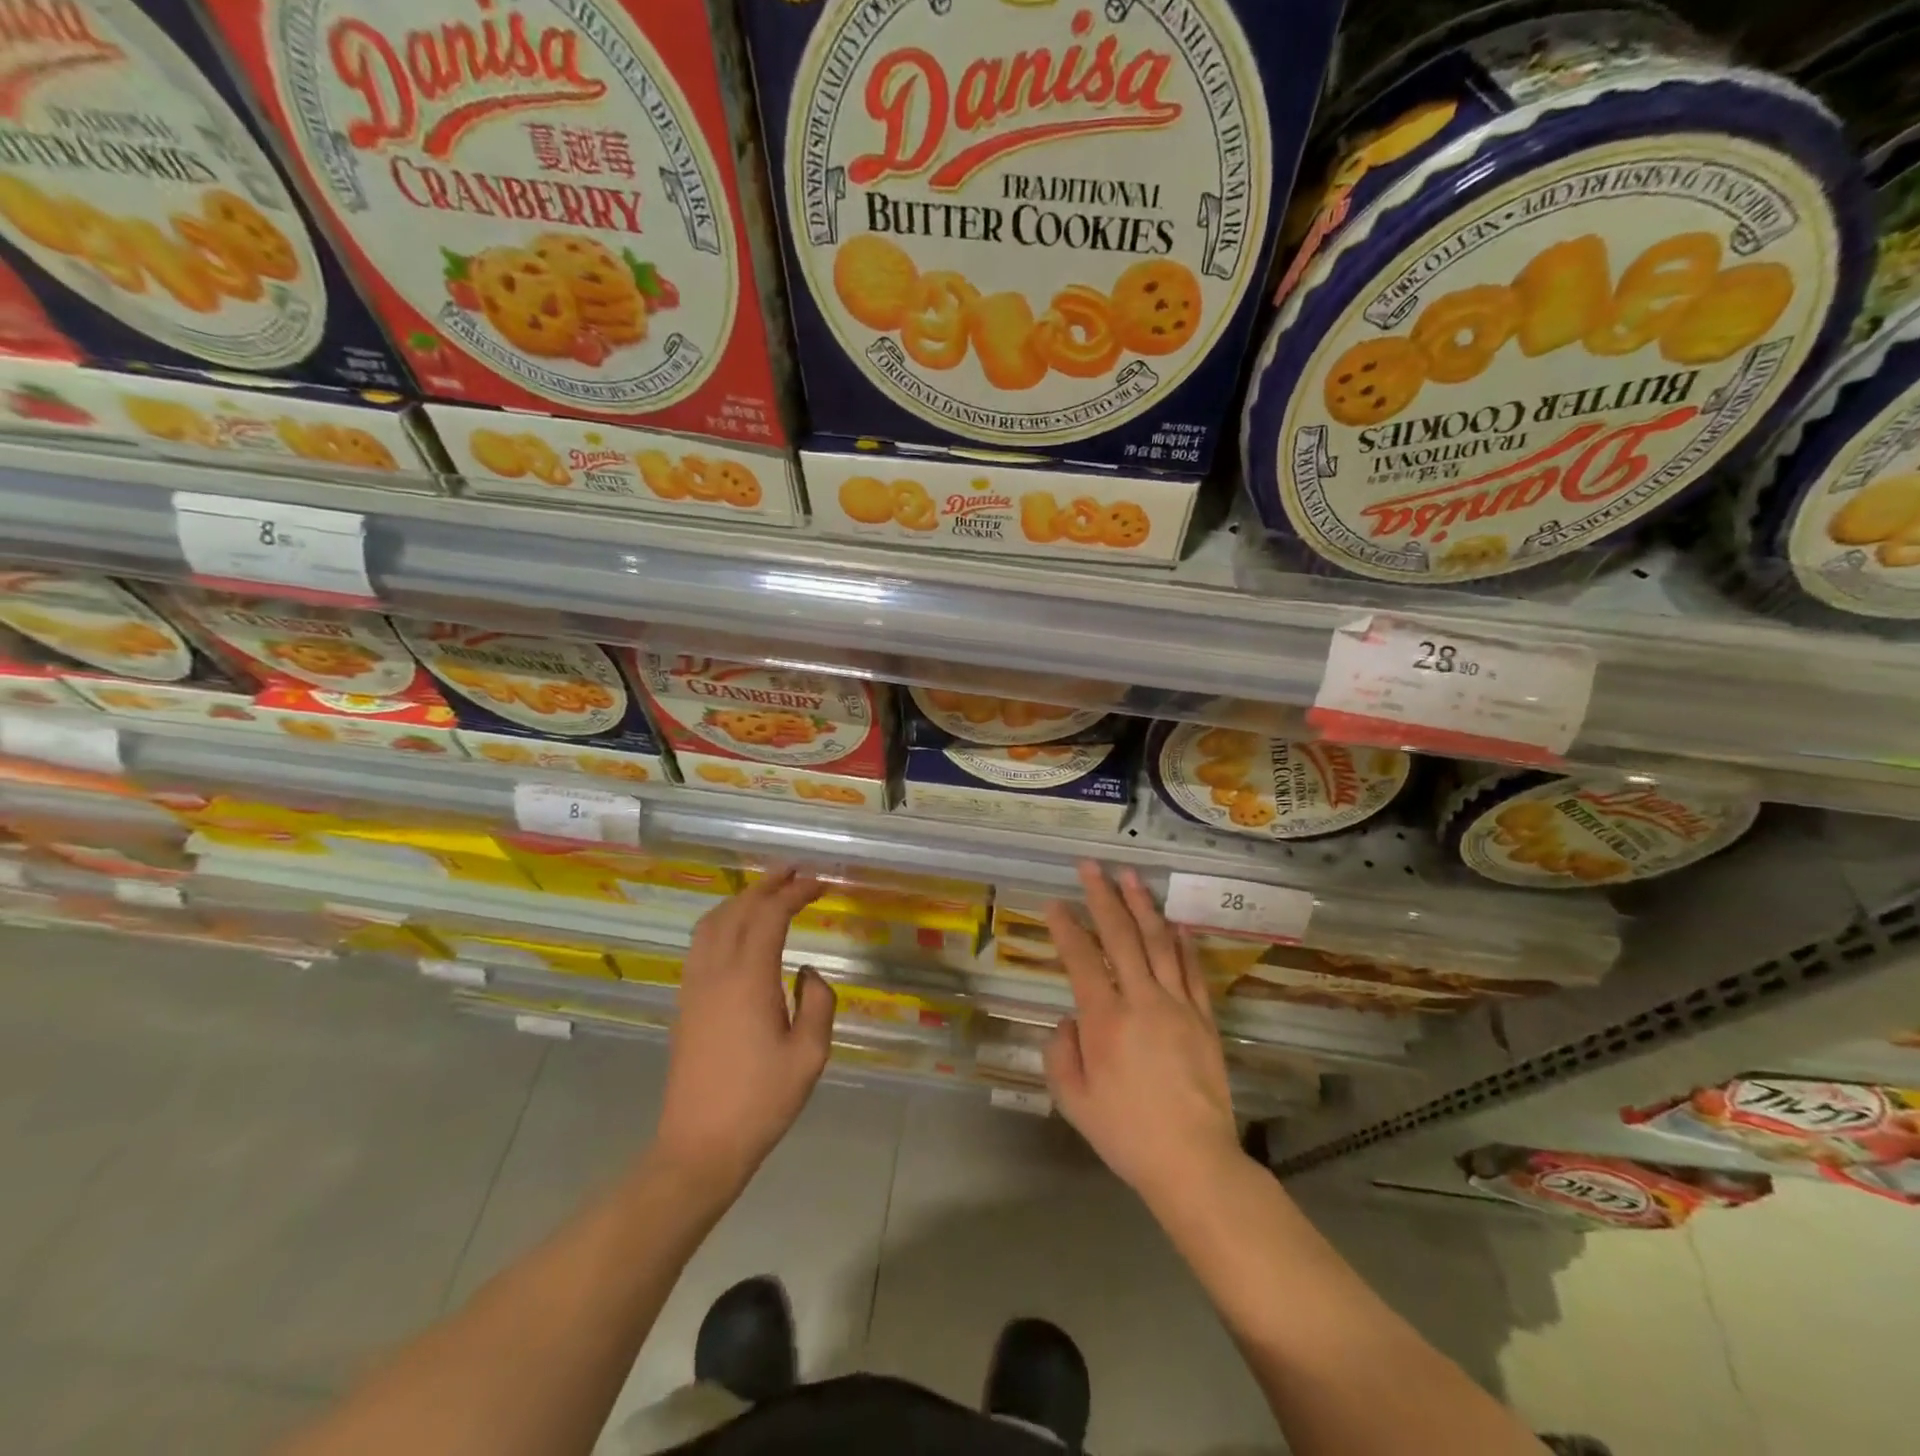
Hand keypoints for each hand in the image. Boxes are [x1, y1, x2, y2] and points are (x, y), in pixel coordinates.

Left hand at [653, 867, 835, 1196]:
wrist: (699, 1146)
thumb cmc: (761, 1101)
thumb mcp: (810, 1055)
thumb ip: (818, 1003)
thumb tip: (808, 972)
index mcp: (749, 978)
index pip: (770, 915)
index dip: (795, 892)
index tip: (819, 883)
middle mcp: (716, 971)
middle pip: (738, 910)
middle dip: (767, 884)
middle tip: (794, 871)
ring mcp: (694, 986)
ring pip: (713, 923)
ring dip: (741, 899)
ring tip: (767, 891)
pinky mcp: (685, 1002)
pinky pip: (700, 943)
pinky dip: (722, 921)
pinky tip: (736, 930)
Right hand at [1045, 861, 1242, 1211]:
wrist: (1194, 1162)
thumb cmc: (1126, 1133)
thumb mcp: (1073, 1100)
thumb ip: (1061, 1052)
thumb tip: (1068, 1020)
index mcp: (1105, 1020)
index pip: (1081, 959)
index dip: (1066, 927)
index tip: (1055, 903)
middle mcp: (1141, 1000)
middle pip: (1121, 936)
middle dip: (1103, 897)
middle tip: (1091, 866)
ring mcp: (1178, 1006)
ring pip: (1159, 943)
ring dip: (1142, 906)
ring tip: (1131, 876)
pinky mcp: (1204, 1019)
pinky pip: (1192, 970)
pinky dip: (1182, 942)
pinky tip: (1175, 923)